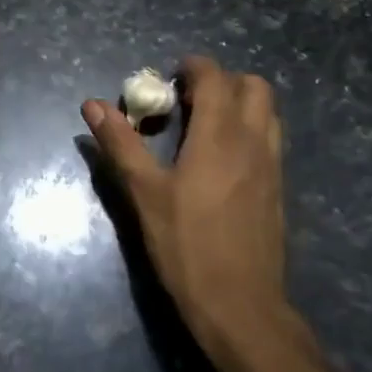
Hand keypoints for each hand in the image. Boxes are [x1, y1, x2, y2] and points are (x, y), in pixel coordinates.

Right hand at [83, 55, 287, 343]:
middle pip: (253, 86)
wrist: (240, 305)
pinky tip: (222, 160)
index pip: (215, 77)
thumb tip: (93, 104)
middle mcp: (253, 141)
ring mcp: (272, 165)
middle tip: (188, 100)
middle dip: (222, 81)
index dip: (194, 67)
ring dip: (240, 104)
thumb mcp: (144, 193)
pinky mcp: (278, 189)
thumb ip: (121, 143)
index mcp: (220, 135)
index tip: (171, 76)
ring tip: (206, 126)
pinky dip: (249, 130)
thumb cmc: (186, 245)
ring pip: (267, 112)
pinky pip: (270, 139)